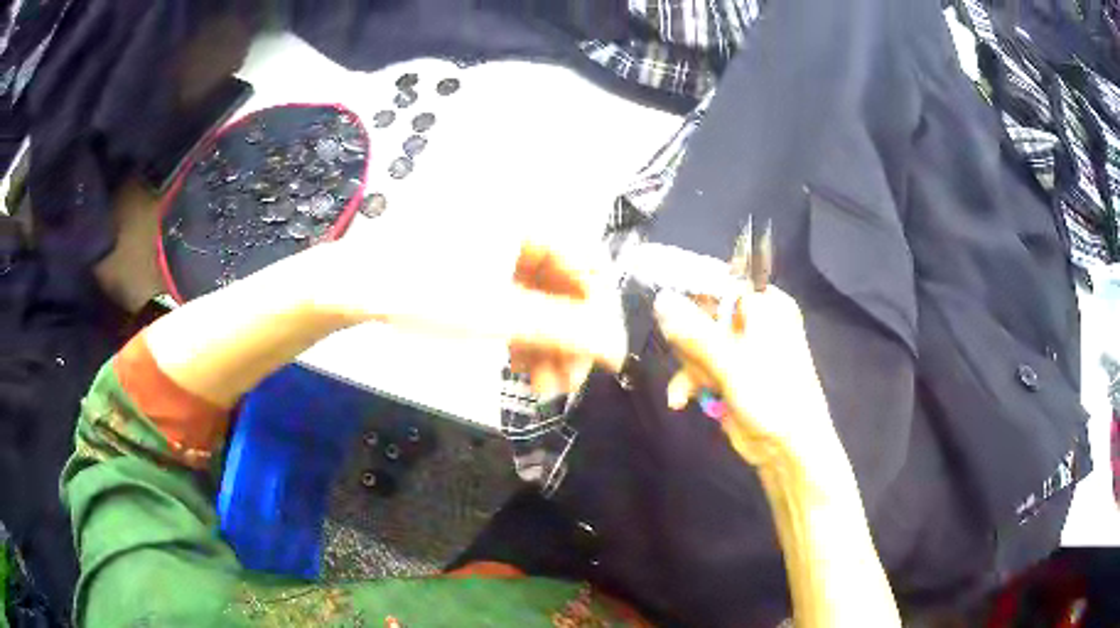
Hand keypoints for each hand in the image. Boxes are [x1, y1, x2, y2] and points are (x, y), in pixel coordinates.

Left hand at [313, 225, 625, 390]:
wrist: (353, 287)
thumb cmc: (425, 290)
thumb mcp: (499, 313)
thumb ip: (565, 330)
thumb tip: (619, 351)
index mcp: (530, 220)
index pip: (589, 269)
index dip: (599, 319)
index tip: (601, 364)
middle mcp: (521, 228)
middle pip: (566, 289)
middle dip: (568, 341)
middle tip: (565, 387)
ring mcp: (499, 249)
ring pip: (542, 301)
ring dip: (546, 346)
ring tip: (540, 389)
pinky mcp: (481, 269)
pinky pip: (517, 303)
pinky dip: (522, 336)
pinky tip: (519, 367)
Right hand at [653, 287, 836, 467]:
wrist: (786, 448)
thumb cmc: (771, 396)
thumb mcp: (732, 361)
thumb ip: (695, 331)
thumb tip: (660, 299)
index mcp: (766, 307)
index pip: (721, 283)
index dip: (693, 295)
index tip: (668, 310)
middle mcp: (754, 323)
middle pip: (704, 314)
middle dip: (690, 341)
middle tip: (691, 358)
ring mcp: (740, 350)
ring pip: (697, 343)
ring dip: (689, 367)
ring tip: (693, 388)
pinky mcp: (729, 374)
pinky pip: (699, 366)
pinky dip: (690, 382)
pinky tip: (681, 400)